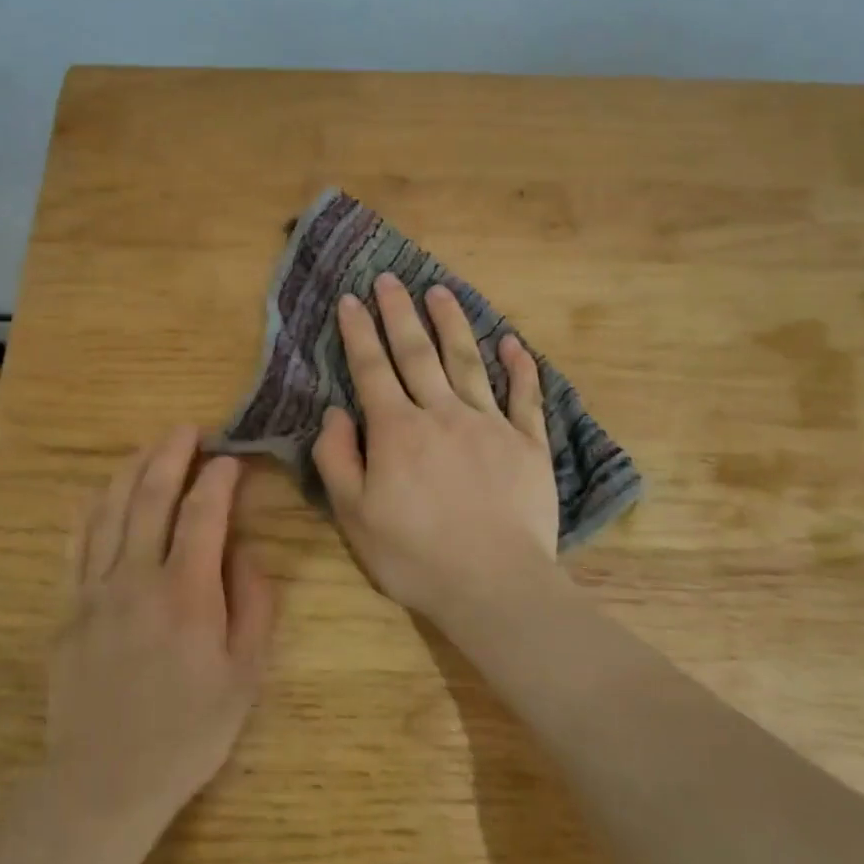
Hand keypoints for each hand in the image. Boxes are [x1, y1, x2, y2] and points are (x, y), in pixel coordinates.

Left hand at [50, 427, 276, 831]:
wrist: (105, 781)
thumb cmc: (188, 731)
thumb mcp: (245, 675)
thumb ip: (253, 605)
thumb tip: (245, 552)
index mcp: (186, 592)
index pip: (203, 513)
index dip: (219, 478)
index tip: (231, 459)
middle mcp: (136, 577)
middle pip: (150, 495)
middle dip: (171, 454)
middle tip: (188, 430)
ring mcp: (94, 589)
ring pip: (110, 509)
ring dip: (132, 469)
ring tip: (150, 446)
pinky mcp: (68, 607)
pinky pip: (78, 542)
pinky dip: (93, 507)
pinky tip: (103, 492)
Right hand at [312, 273, 560, 622]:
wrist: (493, 584)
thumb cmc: (413, 555)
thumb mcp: (354, 515)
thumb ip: (337, 458)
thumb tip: (334, 412)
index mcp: (397, 430)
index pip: (372, 369)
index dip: (359, 332)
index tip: (352, 298)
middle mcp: (442, 414)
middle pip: (418, 353)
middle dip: (400, 313)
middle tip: (391, 279)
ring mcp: (490, 425)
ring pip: (467, 361)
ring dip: (452, 323)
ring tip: (440, 290)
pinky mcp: (528, 444)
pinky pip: (525, 396)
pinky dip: (520, 368)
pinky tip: (513, 343)